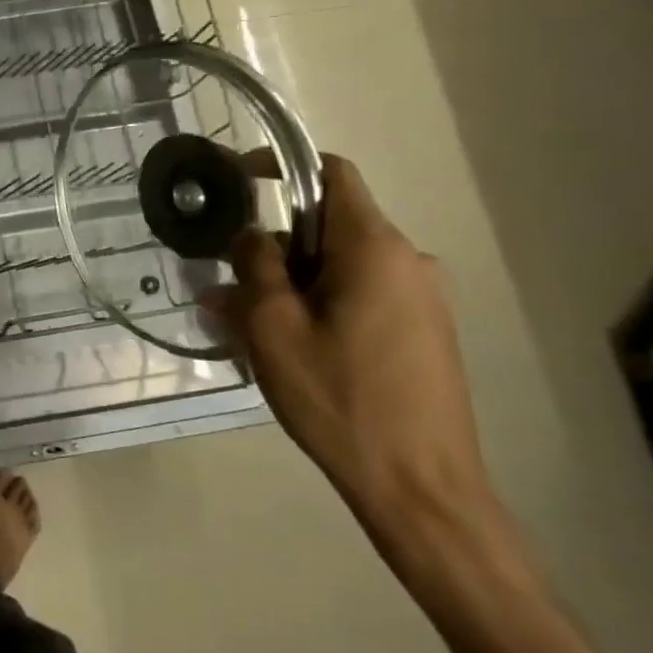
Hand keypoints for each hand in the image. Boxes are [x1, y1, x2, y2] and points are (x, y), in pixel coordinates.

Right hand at [205, 156, 497, 548]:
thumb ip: (255, 267)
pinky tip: (289, 349)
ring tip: (248, 328)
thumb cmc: (340, 398)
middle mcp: (407, 261)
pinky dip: (317, 305)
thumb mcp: (274, 327)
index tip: (237, 182)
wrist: (420, 486)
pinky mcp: (423, 331)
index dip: (282, 166)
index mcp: (374, 249)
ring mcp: (422, 299)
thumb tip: (251, 235)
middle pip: (327, 227)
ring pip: (338, 266)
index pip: (331, 174)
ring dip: (289, 283)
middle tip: (228, 287)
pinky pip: (359, 296)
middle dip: (272, 248)